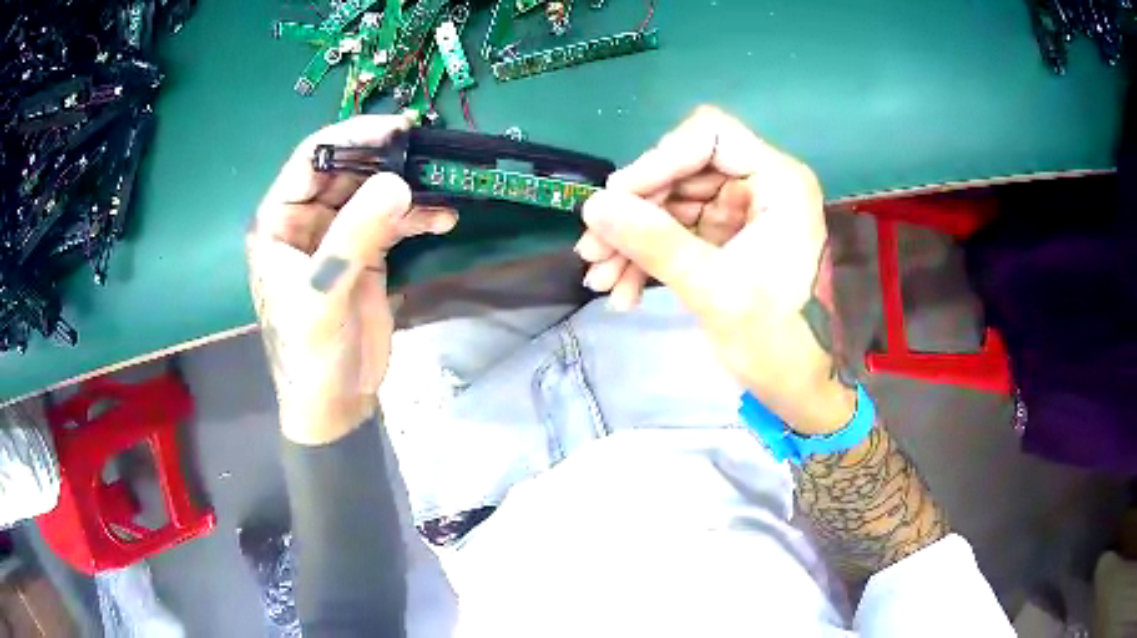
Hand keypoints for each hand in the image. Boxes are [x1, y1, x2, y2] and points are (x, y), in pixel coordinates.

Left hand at [247, 115, 456, 444]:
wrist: (335, 404)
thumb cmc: (311, 353)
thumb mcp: (325, 293)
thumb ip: (356, 236)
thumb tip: (398, 182)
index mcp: (278, 222)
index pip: (311, 161)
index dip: (350, 137)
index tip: (397, 128)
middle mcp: (306, 221)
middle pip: (347, 172)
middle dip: (386, 160)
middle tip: (429, 152)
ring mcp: (337, 236)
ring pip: (372, 194)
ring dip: (407, 188)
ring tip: (443, 187)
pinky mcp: (365, 254)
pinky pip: (391, 221)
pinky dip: (417, 216)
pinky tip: (443, 218)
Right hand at [577, 106, 854, 434]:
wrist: (799, 390)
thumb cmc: (778, 343)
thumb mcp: (715, 291)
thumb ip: (655, 242)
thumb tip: (593, 205)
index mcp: (778, 181)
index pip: (709, 136)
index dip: (658, 161)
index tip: (617, 201)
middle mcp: (760, 186)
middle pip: (681, 170)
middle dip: (635, 212)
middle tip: (593, 251)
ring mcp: (741, 212)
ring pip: (670, 203)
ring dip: (631, 239)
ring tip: (601, 279)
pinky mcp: (725, 239)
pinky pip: (675, 232)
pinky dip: (646, 257)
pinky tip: (622, 290)